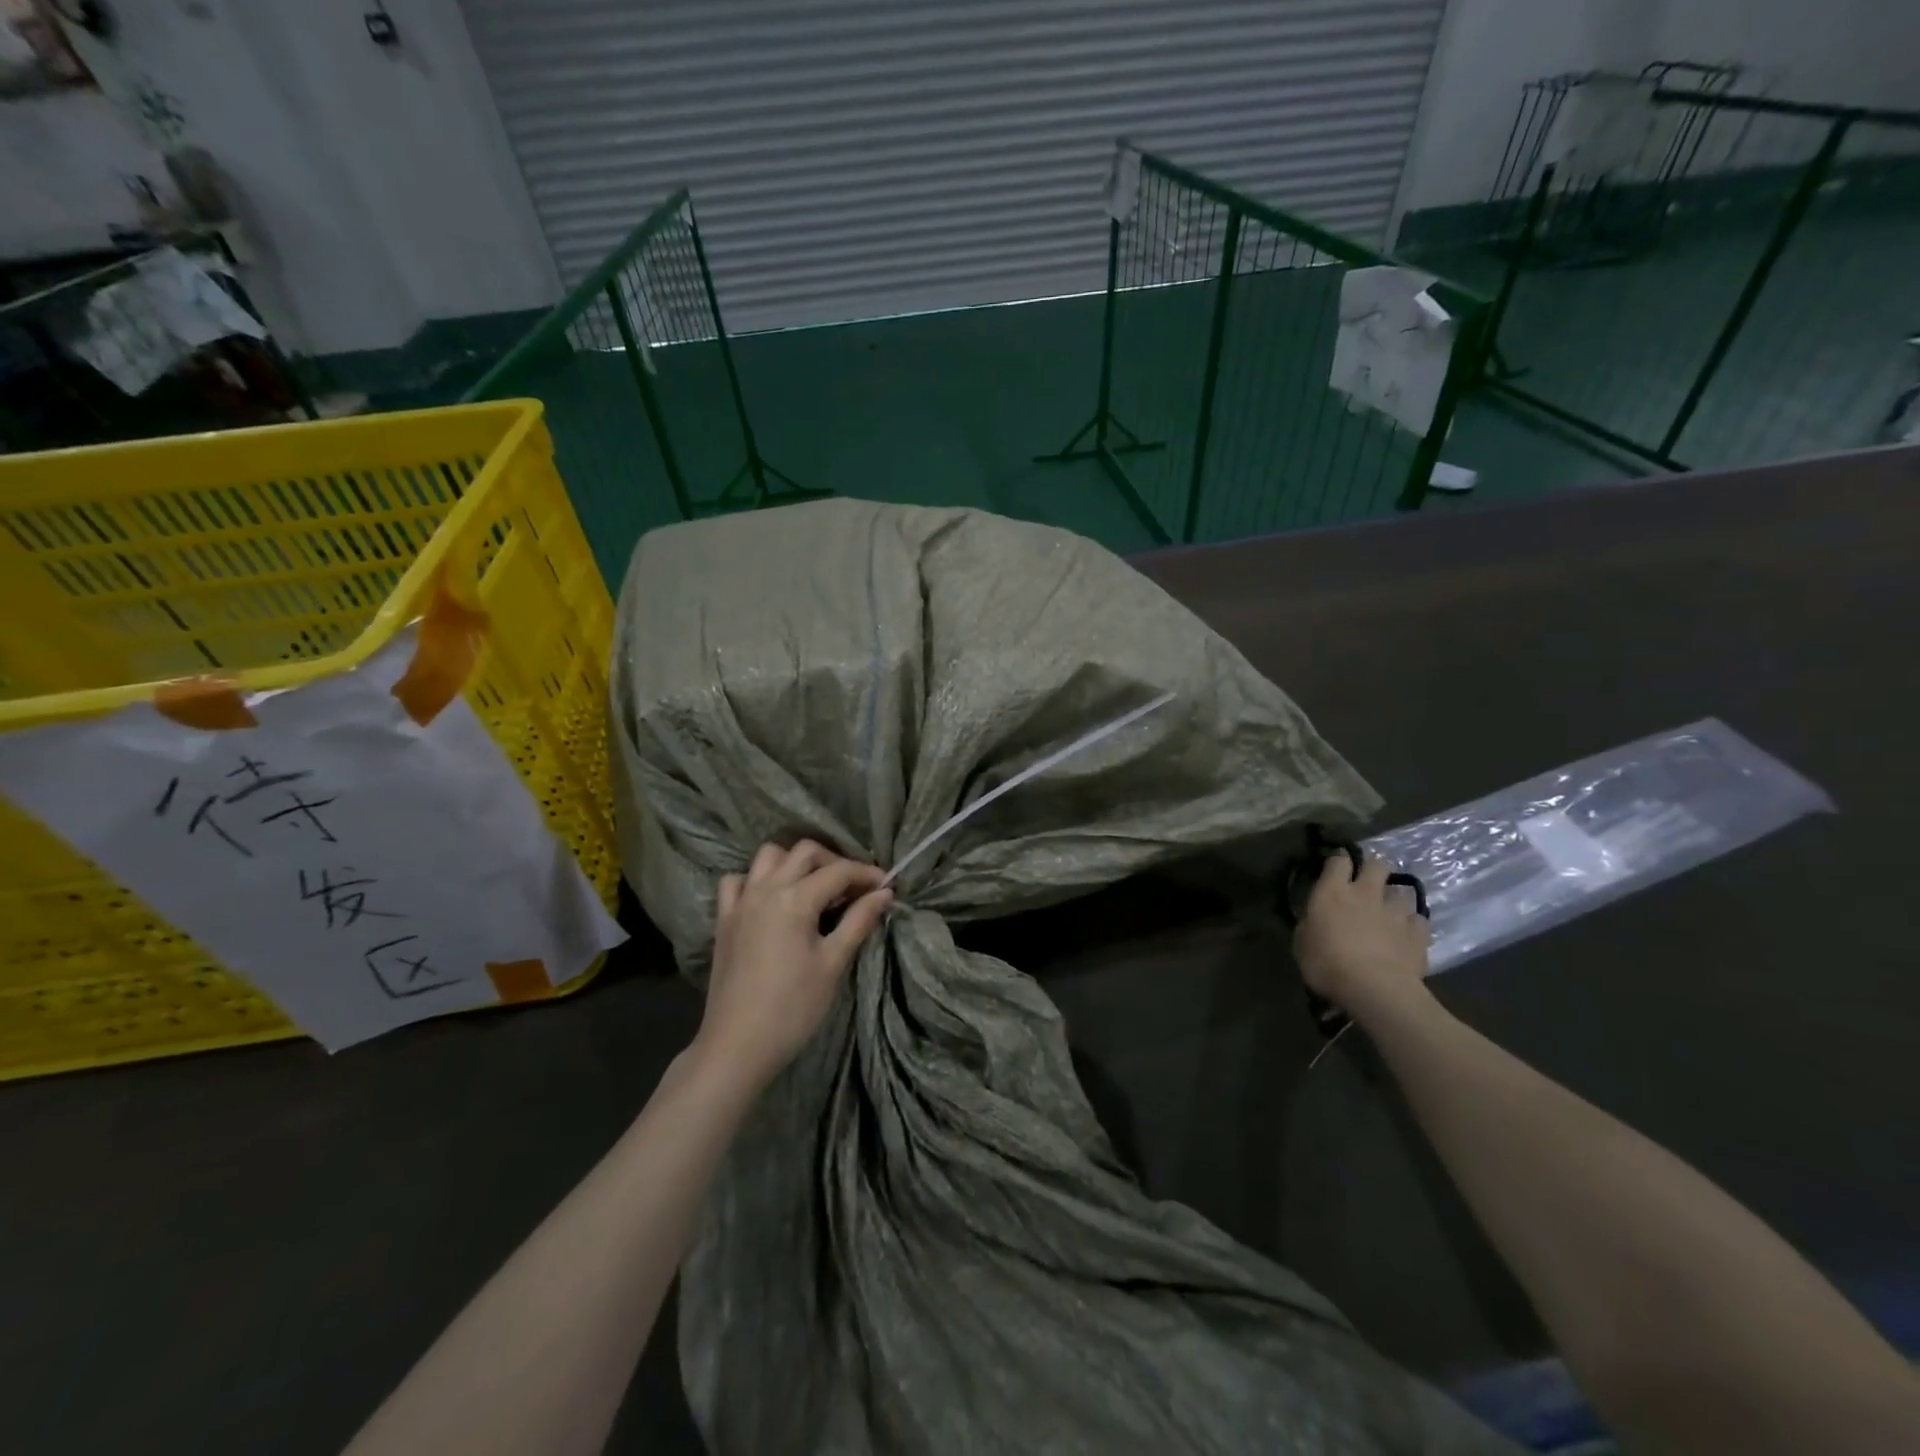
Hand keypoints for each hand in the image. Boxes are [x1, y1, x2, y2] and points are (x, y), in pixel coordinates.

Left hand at [693, 840, 891, 1092]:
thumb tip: (884, 893)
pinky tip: (771, 898)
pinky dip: (756, 879)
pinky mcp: (724, 920)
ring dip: (795, 862)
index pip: (838, 871)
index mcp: (794, 899)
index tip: (886, 885)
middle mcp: (765, 889)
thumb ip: (859, 921)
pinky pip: (737, 881)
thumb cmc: (793, 1008)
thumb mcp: (833, 964)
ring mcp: (740, 902)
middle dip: (834, 861)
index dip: (866, 874)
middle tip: (854, 887)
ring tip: (814, 887)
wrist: (738, 1046)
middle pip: (804, 852)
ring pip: (768, 857)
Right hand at [1293, 854, 1430, 1022]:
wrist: (1375, 989)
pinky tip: (1407, 934)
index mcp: (1333, 892)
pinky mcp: (1418, 933)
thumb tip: (1315, 917)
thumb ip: (1310, 923)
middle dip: (1373, 869)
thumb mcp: (1302, 943)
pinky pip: (1418, 920)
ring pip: (1402, 892)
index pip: (1338, 860)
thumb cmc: (1327, 964)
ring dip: (1395, 899)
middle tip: (1367, 882)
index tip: (1336, 863)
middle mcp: (1366, 893)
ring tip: (1390, 911)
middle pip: (1377, 865)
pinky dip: (1412, 924)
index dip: (1338, 859)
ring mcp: (1395, 912)